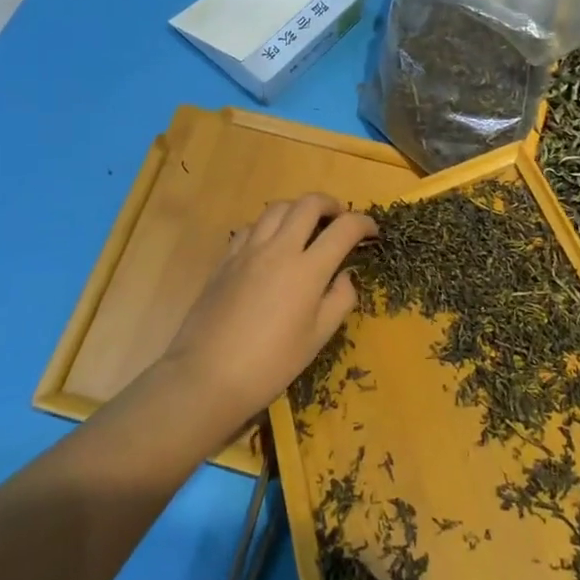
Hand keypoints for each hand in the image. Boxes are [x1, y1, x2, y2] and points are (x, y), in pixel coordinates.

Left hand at [160, 195, 376, 435]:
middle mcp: (279, 249)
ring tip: (306, 228)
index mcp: (307, 270)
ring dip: (298, 210)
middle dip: (331, 205)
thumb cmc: (270, 365)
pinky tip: (270, 245)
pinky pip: (251, 226)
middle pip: (308, 204)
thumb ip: (339, 300)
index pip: (344, 228)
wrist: (207, 376)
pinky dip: (269, 225)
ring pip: (277, 208)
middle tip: (339, 220)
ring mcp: (248, 250)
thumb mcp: (317, 339)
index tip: (372, 232)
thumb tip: (346, 275)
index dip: (364, 223)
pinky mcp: (225, 259)